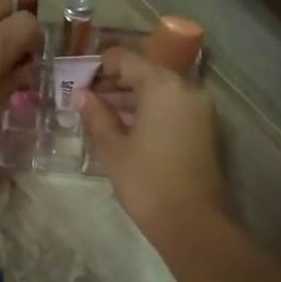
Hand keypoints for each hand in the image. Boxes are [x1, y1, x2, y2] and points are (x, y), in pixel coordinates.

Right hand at [75, 45, 228, 242]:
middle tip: (85, 98)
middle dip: (114, 81)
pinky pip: (171, 106)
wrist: (193, 223)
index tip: (76, 81)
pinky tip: (125, 128)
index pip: (125, 59)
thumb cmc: (147, 182)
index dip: (98, 66)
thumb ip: (95, 115)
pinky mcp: (204, 128)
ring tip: (100, 115)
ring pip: (159, 89)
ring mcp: (199, 108)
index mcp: (162, 86)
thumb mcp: (113, 148)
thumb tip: (81, 95)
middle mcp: (186, 88)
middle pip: (145, 71)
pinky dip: (148, 110)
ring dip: (130, 97)